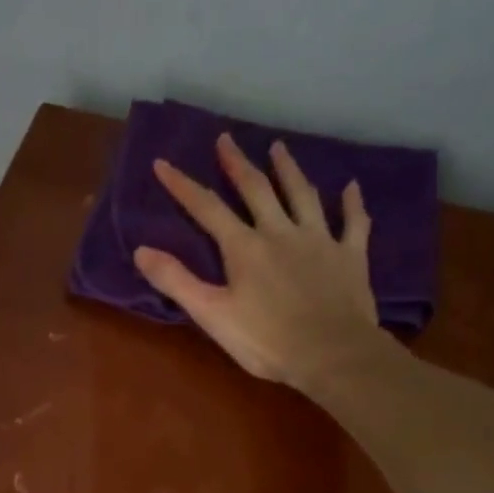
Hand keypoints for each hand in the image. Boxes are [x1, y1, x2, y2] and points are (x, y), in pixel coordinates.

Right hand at [136, 133, 404, 396]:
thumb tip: (140, 251)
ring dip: (289, 170)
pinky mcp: (349, 256)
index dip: (183, 186)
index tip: (163, 164)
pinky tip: (352, 187)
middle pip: (257, 190)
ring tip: (279, 148)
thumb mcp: (211, 314)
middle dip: (237, 164)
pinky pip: (353, 223)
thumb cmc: (266, 340)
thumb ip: (176, 281)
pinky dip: (352, 203)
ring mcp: (319, 240)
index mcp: (244, 247)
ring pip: (302, 195)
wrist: (331, 353)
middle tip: (226, 139)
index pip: (207, 209)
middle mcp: (281, 232)